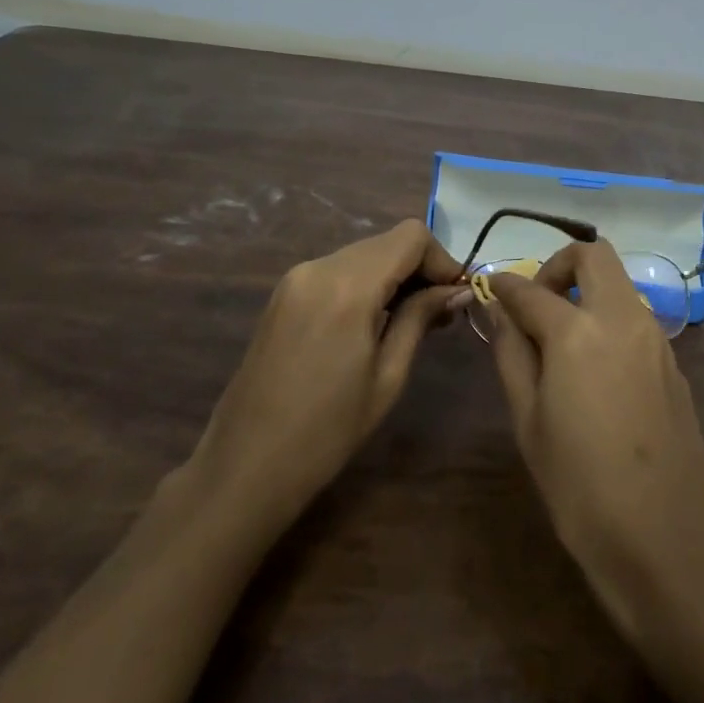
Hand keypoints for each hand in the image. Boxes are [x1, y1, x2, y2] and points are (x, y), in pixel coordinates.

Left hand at [193, 220, 465, 529]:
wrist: (246, 465)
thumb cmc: (327, 431)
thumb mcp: (388, 376)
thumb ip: (420, 319)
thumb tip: (457, 289)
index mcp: (347, 286)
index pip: (410, 236)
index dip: (442, 260)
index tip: (455, 297)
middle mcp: (318, 267)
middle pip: (386, 242)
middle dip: (420, 268)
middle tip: (441, 313)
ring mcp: (295, 278)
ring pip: (362, 254)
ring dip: (393, 276)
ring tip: (411, 321)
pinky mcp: (283, 294)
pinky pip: (337, 271)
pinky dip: (365, 284)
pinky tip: (374, 323)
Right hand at [486, 241, 703, 637]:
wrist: (664, 540)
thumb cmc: (579, 486)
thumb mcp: (528, 420)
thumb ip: (511, 352)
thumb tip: (498, 308)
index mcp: (578, 331)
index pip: (531, 289)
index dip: (504, 284)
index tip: (489, 287)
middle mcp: (623, 319)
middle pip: (594, 256)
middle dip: (558, 265)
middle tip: (536, 304)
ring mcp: (656, 339)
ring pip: (619, 285)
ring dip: (587, 292)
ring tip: (559, 341)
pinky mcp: (674, 364)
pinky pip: (636, 320)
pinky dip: (608, 321)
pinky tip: (594, 371)